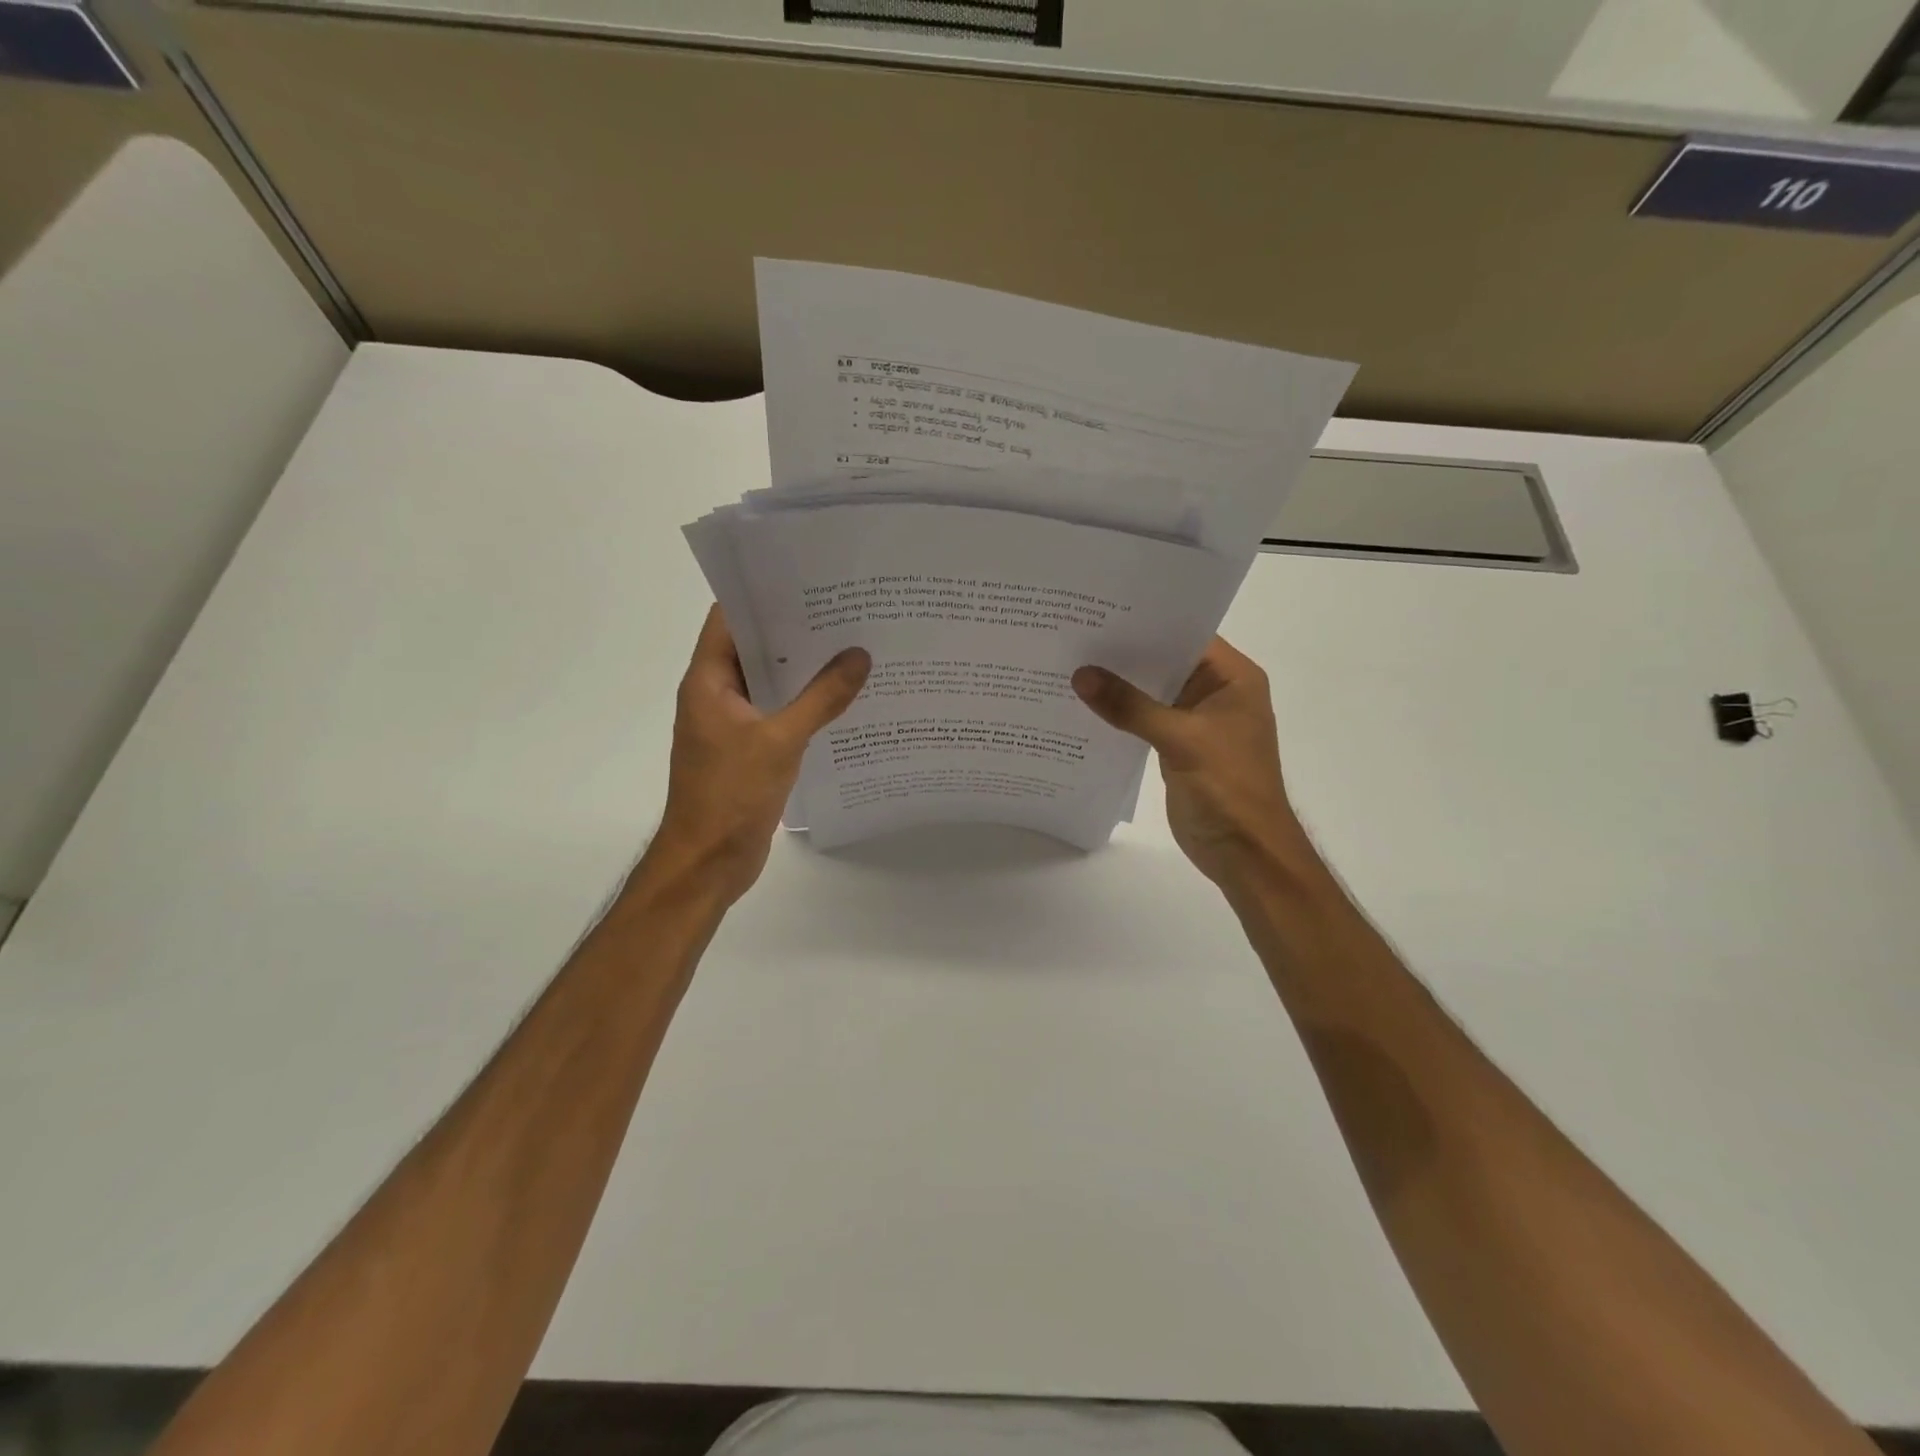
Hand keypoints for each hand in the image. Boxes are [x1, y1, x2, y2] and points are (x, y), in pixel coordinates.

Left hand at [650, 606, 869, 903]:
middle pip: (755, 648)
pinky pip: (780, 713)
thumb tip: (860, 655)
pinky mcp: (751, 750)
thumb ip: (822, 698)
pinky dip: (806, 703)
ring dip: (805, 668)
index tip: (807, 578)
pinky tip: (844, 697)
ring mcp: (734, 724)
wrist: (708, 862)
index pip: (730, 619)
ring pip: (771, 682)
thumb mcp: (780, 741)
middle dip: (795, 629)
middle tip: (846, 609)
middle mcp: (717, 695)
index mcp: (709, 681)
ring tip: (853, 644)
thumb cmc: (730, 795)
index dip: (763, 595)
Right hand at [1073, 637, 1313, 890]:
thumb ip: (1130, 706)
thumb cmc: (1228, 788)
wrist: (1244, 853)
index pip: (1187, 635)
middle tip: (1076, 633)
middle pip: (1166, 662)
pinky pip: (1145, 720)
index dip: (1147, 622)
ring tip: (1072, 663)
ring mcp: (1196, 721)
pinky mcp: (1178, 746)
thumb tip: (1081, 675)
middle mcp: (1216, 692)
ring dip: (1120, 685)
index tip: (1101, 611)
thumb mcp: (1180, 740)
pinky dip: (1121, 714)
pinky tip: (1085, 706)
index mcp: (1233, 679)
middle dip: (1125, 653)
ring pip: (1152, 692)